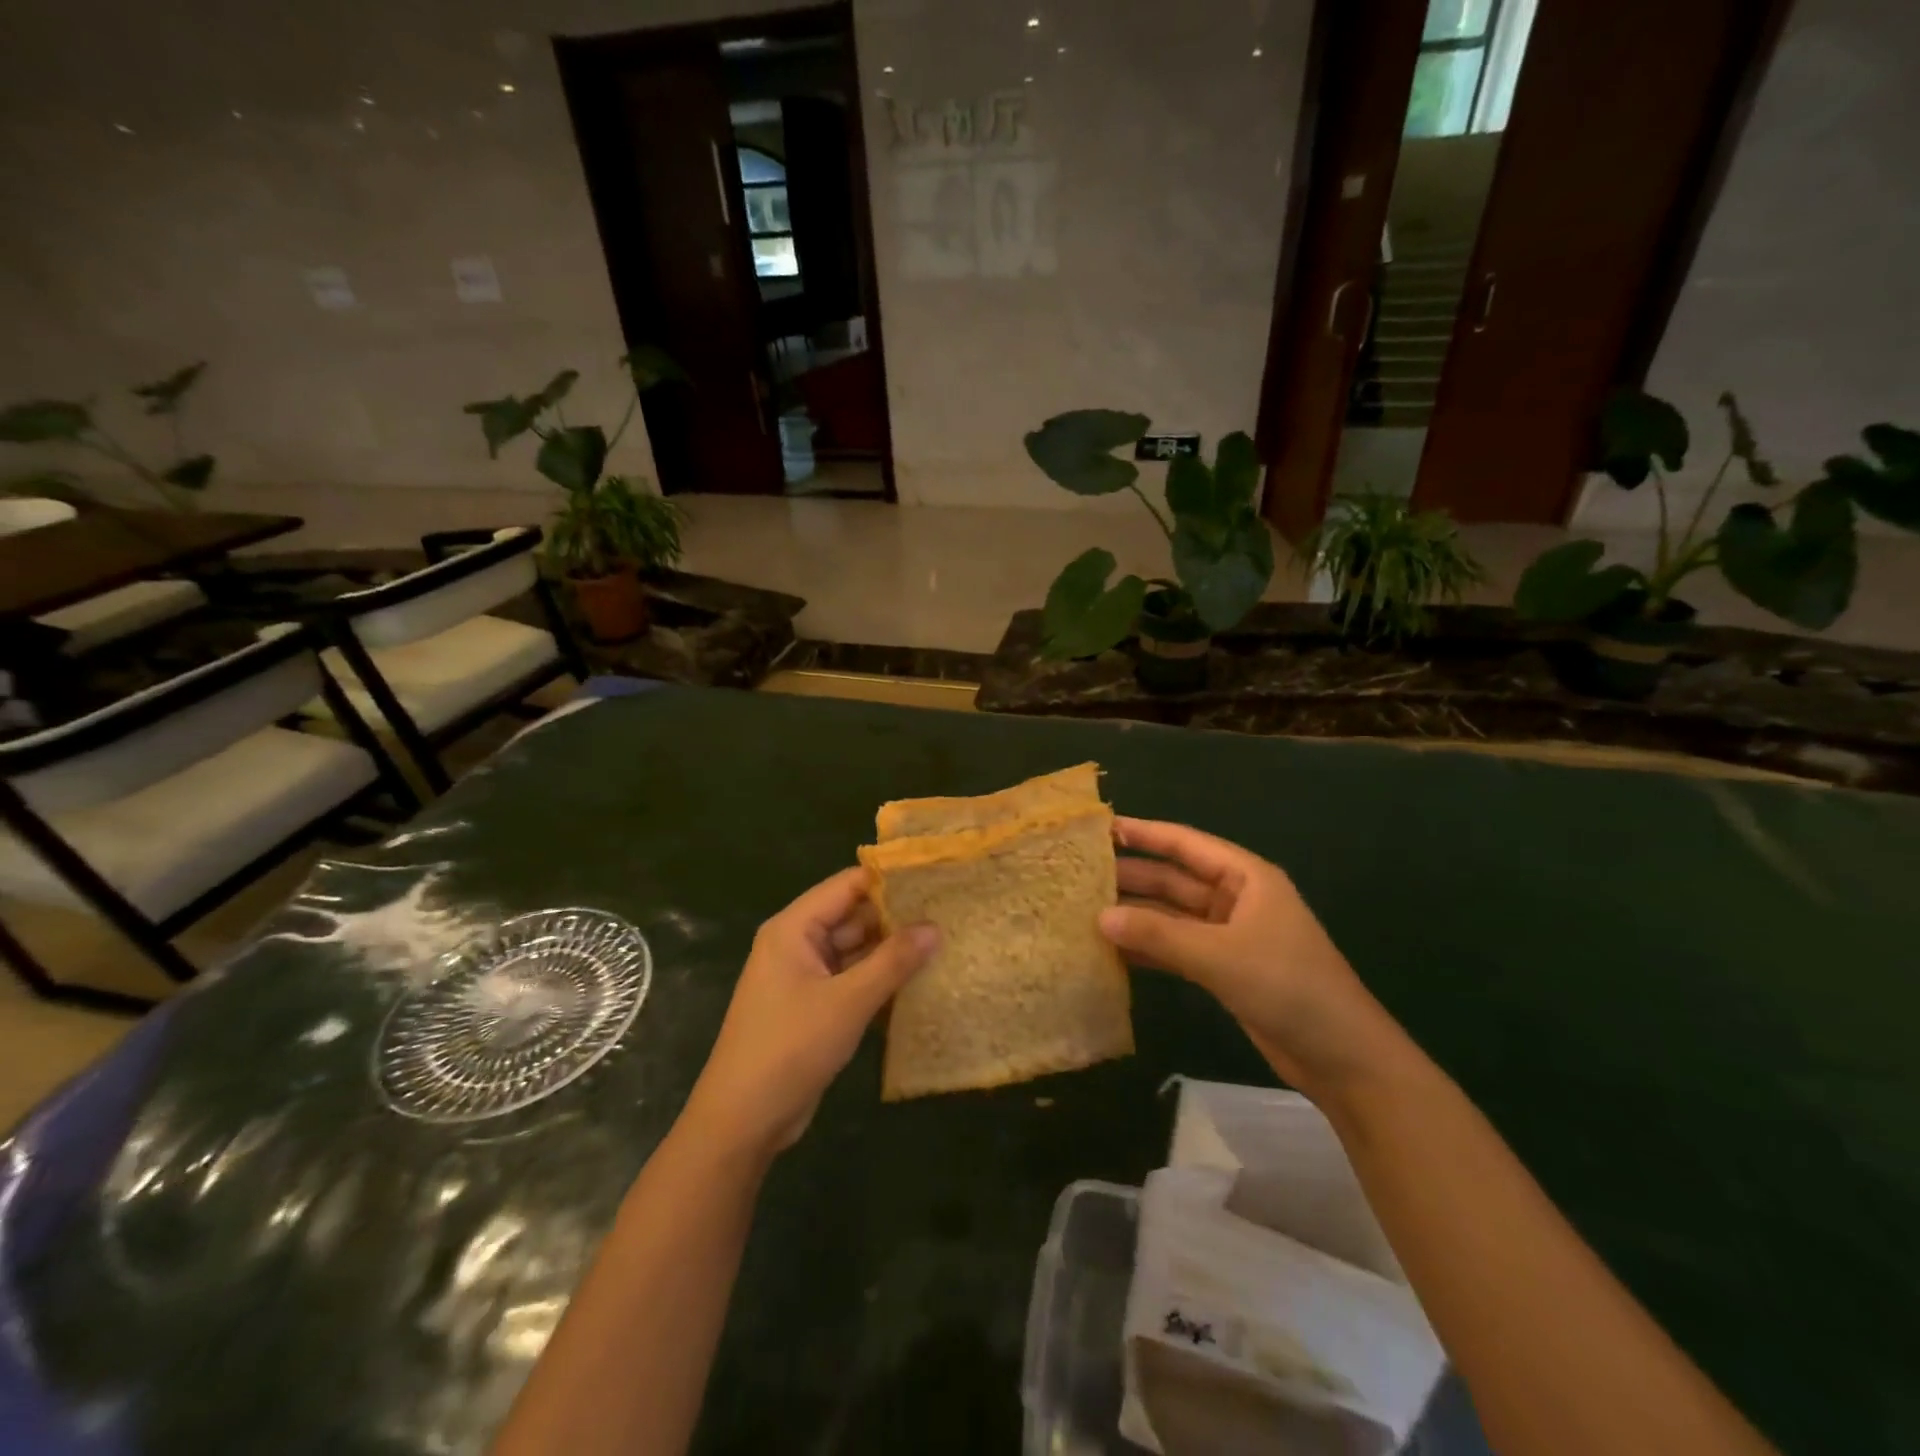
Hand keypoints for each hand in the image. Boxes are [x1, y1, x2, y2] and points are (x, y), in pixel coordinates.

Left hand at [683, 867, 937, 1157]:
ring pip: (856, 950)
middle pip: (853, 916)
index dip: (889, 880)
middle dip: (897, 917)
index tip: (934, 877)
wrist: (742, 1122)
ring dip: (892, 951)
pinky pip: (853, 979)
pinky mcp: (814, 1006)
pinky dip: (880, 979)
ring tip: (944, 941)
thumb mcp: (848, 1002)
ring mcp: (805, 976)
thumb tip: (935, 926)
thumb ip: (893, 961)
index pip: (848, 885)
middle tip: (949, 912)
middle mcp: (798, 944)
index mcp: (794, 928)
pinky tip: (920, 981)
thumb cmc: (790, 1048)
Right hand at [1100, 818, 1397, 1096]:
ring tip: (1085, 910)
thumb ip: (1159, 936)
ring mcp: (1230, 935)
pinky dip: (1149, 948)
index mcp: (1246, 878)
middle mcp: (1236, 899)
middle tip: (1080, 874)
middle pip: (1175, 879)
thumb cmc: (1289, 988)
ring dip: (1136, 914)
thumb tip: (1099, 917)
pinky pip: (1177, 947)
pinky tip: (1113, 951)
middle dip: (1132, 876)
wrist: (1343, 1058)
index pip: (1186, 844)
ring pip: (1172, 915)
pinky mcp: (1224, 968)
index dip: (1144, 833)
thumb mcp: (1221, 957)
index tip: (1101, 828)